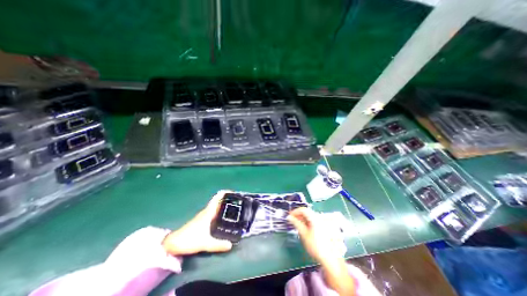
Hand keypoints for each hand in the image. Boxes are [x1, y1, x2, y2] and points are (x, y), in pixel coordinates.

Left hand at [163, 191, 232, 254]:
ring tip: (233, 207)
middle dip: (226, 199)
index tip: (233, 192)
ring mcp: (203, 215)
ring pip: (215, 206)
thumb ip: (218, 244)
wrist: (173, 244)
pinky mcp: (201, 220)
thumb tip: (231, 244)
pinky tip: (222, 216)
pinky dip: (219, 210)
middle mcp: (206, 211)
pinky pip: (213, 211)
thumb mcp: (205, 243)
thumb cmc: (189, 240)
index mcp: (208, 213)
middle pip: (217, 201)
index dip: (224, 193)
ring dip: (223, 204)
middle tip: (237, 201)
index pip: (217, 198)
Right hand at [288, 209, 358, 295]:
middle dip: (299, 215)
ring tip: (297, 225)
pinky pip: (314, 221)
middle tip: (292, 221)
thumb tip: (289, 217)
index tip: (289, 216)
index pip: (303, 209)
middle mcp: (320, 217)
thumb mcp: (304, 234)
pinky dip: (308, 222)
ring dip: (303, 219)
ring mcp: (324, 222)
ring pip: (311, 216)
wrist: (331, 260)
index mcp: (315, 218)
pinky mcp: (325, 227)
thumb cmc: (316, 246)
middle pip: (307, 212)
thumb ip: (296, 223)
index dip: (295, 211)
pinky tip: (305, 228)